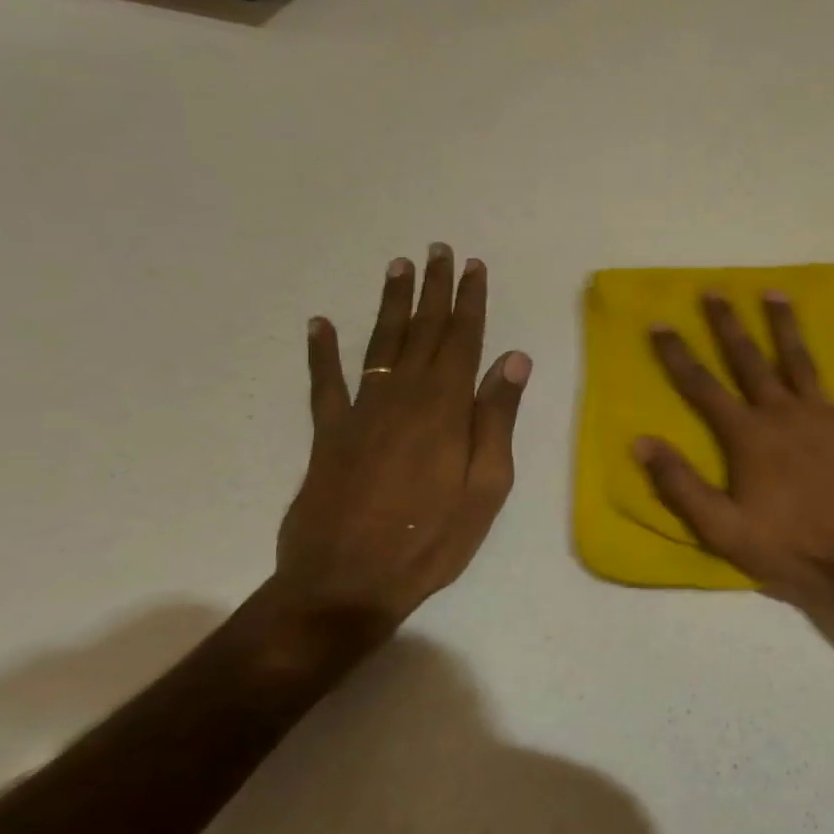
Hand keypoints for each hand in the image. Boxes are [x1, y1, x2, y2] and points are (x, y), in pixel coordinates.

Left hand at [274, 248, 530, 632]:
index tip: (473, 267)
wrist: (346, 582)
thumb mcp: (486, 486)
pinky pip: (324, 383)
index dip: (469, 301)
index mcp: (445, 408)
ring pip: (380, 344)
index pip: (462, 340)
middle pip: (422, 331)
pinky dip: (321, 352)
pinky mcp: (328, 435)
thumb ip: (496, 419)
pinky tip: (320, 324)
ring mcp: (360, 412)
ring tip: (397, 268)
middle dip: (433, 290)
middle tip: (437, 251)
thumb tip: (513, 359)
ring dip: (390, 305)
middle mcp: (402, 396)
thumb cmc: (431, 538)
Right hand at [635, 293, 833, 607]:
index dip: (678, 355)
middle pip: (749, 361)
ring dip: (785, 325)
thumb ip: (682, 485)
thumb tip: (640, 442)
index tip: (659, 322)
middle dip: (728, 325)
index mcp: (748, 436)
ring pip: (800, 359)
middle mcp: (784, 412)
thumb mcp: (725, 530)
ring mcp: (827, 413)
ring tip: (773, 291)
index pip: (703, 387)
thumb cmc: (796, 546)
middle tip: (714, 290)